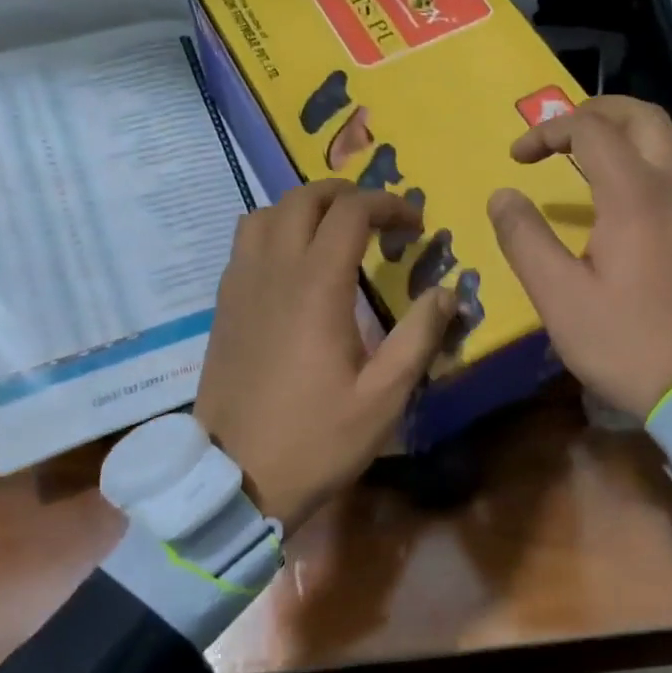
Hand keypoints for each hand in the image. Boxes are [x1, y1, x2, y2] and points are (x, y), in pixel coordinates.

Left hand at [194, 180, 456, 533]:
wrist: (233, 478)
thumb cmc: (315, 439)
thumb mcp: (383, 397)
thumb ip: (418, 337)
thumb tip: (447, 292)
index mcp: (316, 286)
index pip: (351, 211)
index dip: (389, 204)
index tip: (415, 225)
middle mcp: (274, 270)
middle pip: (304, 198)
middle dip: (348, 194)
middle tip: (379, 218)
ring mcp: (241, 284)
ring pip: (267, 212)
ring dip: (305, 207)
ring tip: (334, 232)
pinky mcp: (224, 304)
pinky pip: (245, 242)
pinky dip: (275, 230)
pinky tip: (294, 264)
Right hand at [488, 96, 671, 418]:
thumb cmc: (630, 346)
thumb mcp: (560, 299)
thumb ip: (525, 239)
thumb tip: (503, 195)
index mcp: (636, 195)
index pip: (589, 130)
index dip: (547, 131)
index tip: (518, 159)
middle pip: (644, 117)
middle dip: (598, 110)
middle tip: (564, 131)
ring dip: (636, 136)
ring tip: (605, 160)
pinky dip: (662, 168)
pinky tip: (645, 207)